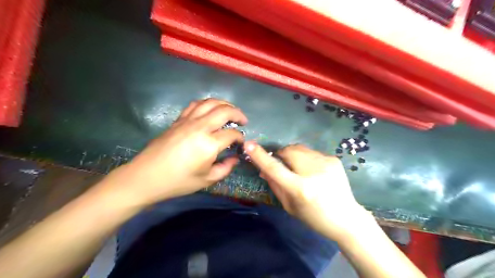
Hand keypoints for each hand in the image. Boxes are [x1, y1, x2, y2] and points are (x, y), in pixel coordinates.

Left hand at [102, 99, 246, 206]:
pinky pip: (195, 105)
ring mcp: (188, 121)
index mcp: (208, 144)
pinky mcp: (178, 120)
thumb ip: (225, 168)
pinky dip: (207, 103)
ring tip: (230, 110)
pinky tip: (210, 109)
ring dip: (224, 104)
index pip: (231, 134)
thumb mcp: (206, 180)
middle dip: (238, 114)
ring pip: (210, 103)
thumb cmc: (178, 181)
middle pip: (224, 111)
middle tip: (243, 121)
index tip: (241, 143)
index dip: (240, 137)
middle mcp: (200, 127)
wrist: (147, 177)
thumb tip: (235, 158)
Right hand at [244, 141, 370, 241]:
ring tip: (299, 169)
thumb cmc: (314, 217)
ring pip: (299, 148)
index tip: (248, 145)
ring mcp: (325, 163)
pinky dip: (306, 158)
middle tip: (283, 164)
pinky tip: (313, 171)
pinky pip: (311, 152)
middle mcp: (313, 172)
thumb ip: (275, 185)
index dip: (260, 156)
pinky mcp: (333, 159)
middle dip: (281, 155)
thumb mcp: (290, 206)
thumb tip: (262, 169)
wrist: (347, 218)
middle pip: (288, 151)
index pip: (275, 168)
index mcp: (300, 189)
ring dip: (293, 155)